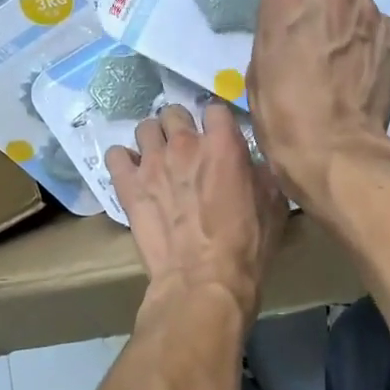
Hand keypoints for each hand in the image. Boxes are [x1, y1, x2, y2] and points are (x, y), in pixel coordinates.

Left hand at [106, 103, 285, 317]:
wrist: (203, 281)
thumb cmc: (246, 246)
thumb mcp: (274, 205)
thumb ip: (261, 172)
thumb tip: (252, 163)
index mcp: (223, 144)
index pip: (215, 108)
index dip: (217, 123)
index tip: (220, 138)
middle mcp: (185, 143)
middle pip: (175, 112)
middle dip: (181, 127)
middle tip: (187, 150)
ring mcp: (152, 162)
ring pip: (145, 128)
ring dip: (153, 140)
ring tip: (158, 160)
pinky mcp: (127, 185)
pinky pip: (115, 155)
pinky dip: (123, 161)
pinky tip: (132, 174)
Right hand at [247, 0, 389, 208]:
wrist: (334, 148)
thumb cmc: (281, 117)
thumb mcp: (258, 72)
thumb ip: (273, 35)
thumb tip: (285, 30)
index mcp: (284, 3)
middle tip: (318, 5)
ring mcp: (365, 13)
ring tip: (344, 26)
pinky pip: (380, 17)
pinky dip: (371, 28)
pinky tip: (363, 54)